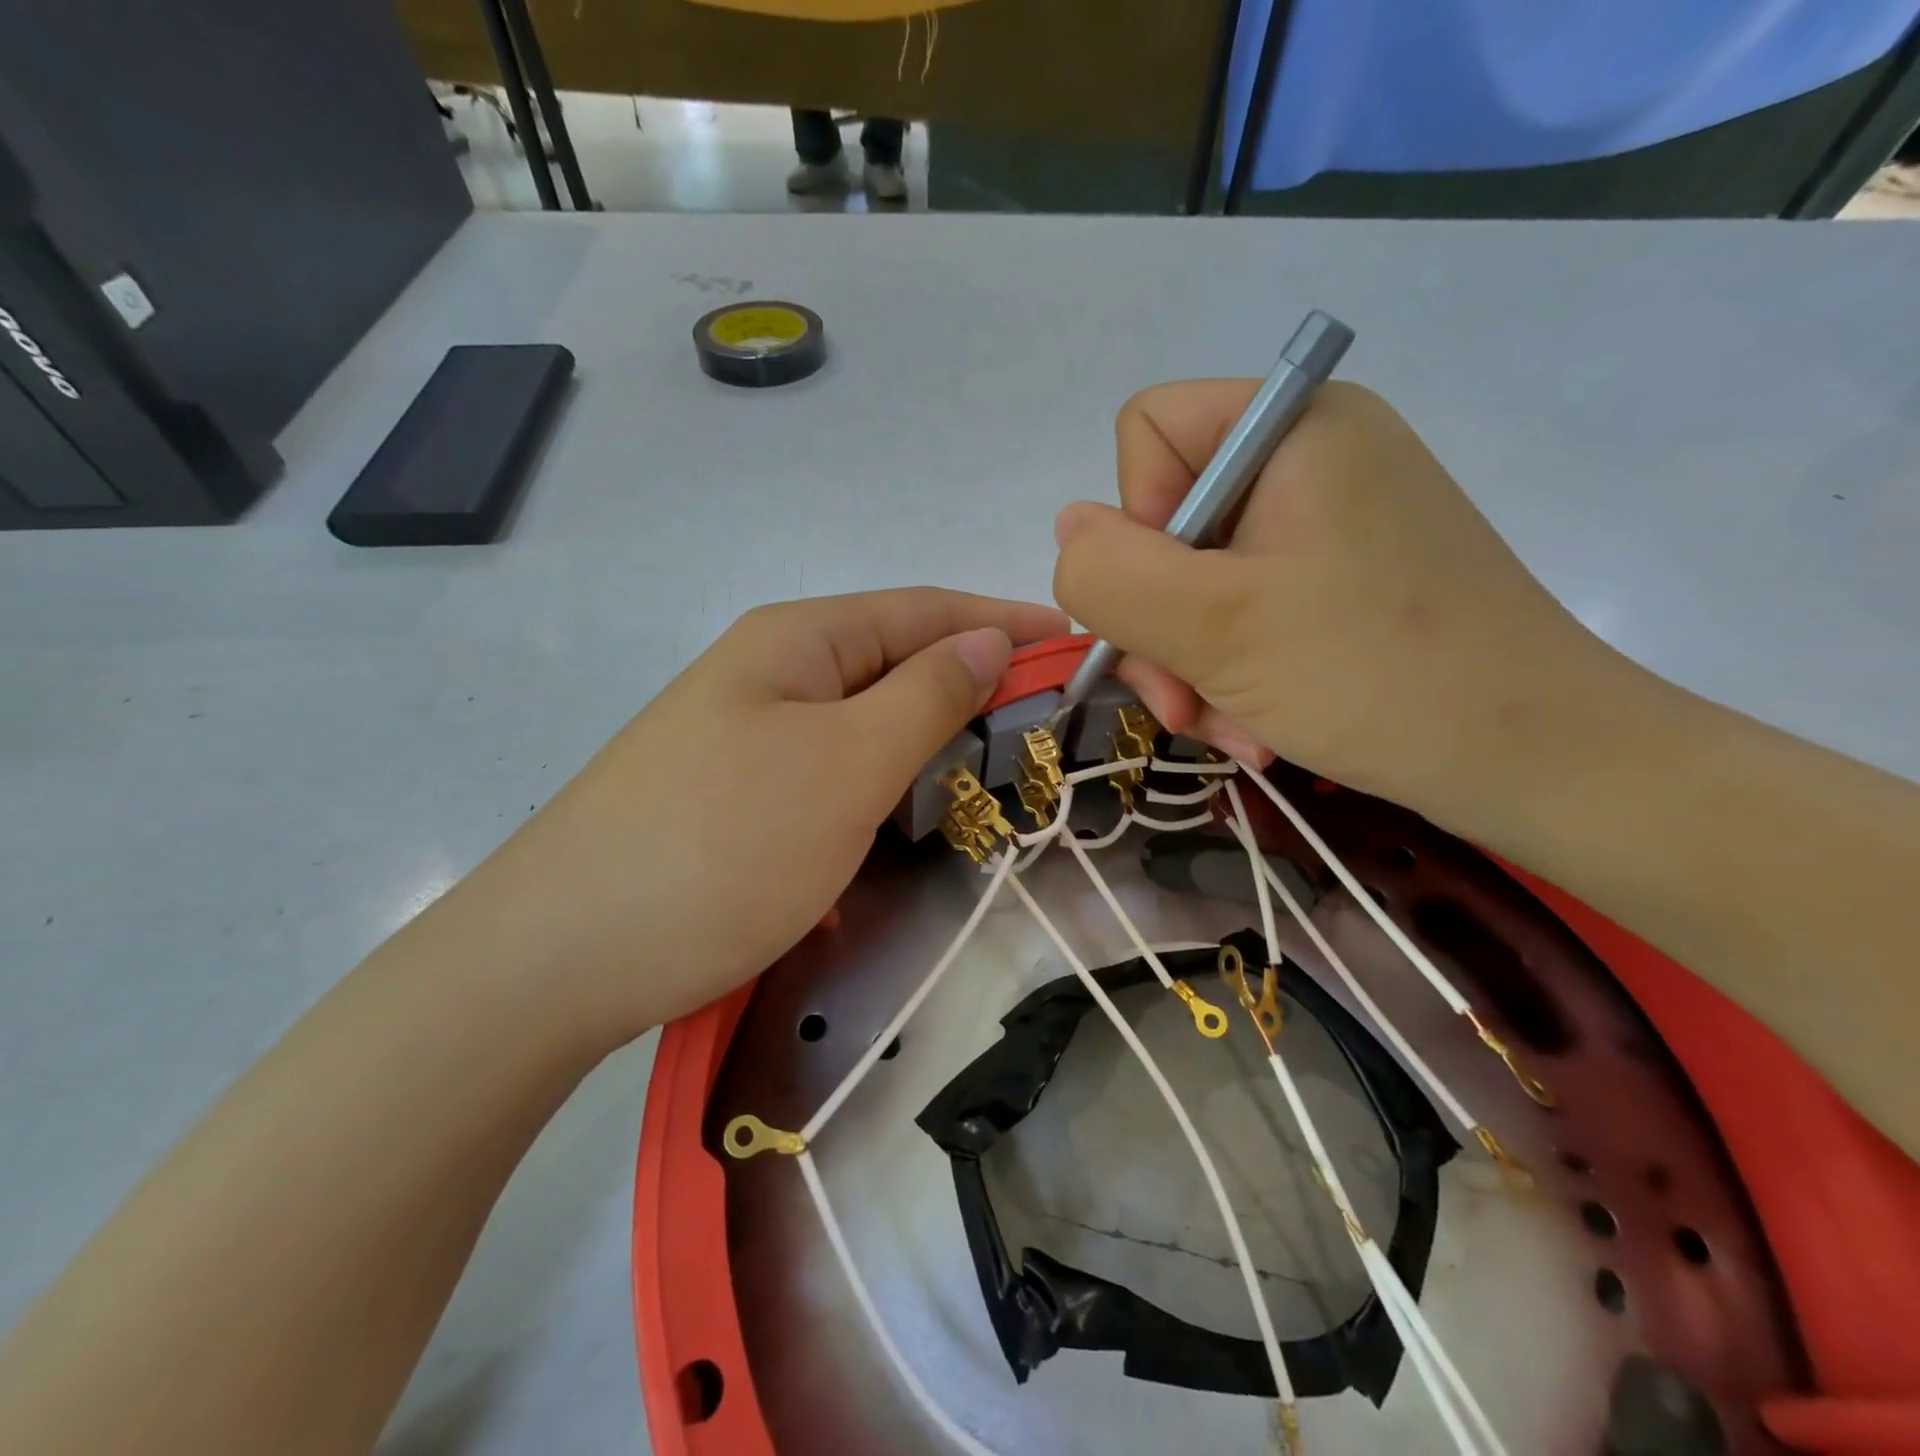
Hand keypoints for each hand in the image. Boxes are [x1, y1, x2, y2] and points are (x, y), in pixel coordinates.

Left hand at [439, 589, 1066, 1048]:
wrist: (560, 959)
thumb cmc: (722, 846)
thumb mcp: (846, 763)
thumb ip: (926, 696)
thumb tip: (987, 641)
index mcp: (798, 641)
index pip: (925, 611)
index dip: (1003, 622)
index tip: (1076, 643)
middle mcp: (771, 673)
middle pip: (895, 662)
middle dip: (972, 684)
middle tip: (1047, 721)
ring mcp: (749, 737)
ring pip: (865, 722)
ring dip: (928, 739)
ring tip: (994, 765)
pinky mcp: (738, 797)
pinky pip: (833, 772)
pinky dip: (883, 784)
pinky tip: (907, 813)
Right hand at [1052, 380, 1616, 821]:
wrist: (1536, 761)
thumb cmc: (1375, 676)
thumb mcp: (1212, 625)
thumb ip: (1109, 571)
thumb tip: (1069, 530)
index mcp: (1291, 426)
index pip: (1147, 434)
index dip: (1135, 523)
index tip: (1174, 603)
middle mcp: (1309, 458)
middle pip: (1167, 522)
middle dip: (1160, 625)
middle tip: (1183, 703)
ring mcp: (1328, 524)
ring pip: (1197, 581)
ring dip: (1191, 664)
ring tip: (1227, 727)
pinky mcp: (1341, 580)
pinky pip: (1243, 611)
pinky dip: (1232, 670)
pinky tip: (1254, 724)